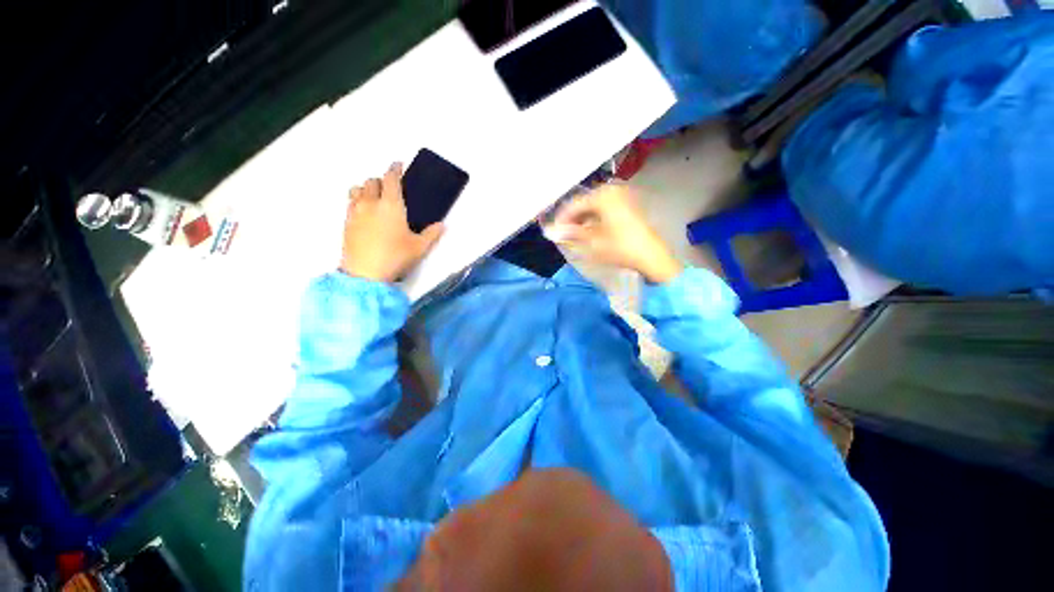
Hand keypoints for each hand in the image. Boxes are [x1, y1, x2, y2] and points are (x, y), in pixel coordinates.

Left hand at [340, 163, 443, 281]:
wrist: (365, 273)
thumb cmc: (396, 257)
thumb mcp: (419, 247)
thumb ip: (432, 234)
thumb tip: (441, 225)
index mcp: (391, 205)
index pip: (391, 178)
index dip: (395, 169)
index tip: (398, 165)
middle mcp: (370, 203)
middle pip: (372, 181)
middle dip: (381, 181)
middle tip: (390, 190)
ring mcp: (355, 212)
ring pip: (357, 189)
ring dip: (366, 189)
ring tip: (375, 199)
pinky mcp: (346, 223)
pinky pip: (350, 203)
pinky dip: (358, 201)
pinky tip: (365, 214)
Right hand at [546, 183, 681, 283]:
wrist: (651, 257)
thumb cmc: (620, 248)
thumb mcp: (592, 242)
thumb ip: (572, 233)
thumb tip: (554, 231)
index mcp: (603, 195)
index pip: (575, 204)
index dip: (562, 218)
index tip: (553, 230)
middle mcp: (614, 190)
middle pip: (585, 202)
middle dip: (573, 217)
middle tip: (564, 232)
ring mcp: (624, 196)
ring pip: (596, 205)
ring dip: (584, 218)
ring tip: (576, 233)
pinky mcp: (631, 205)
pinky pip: (607, 208)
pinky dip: (597, 217)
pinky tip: (592, 230)